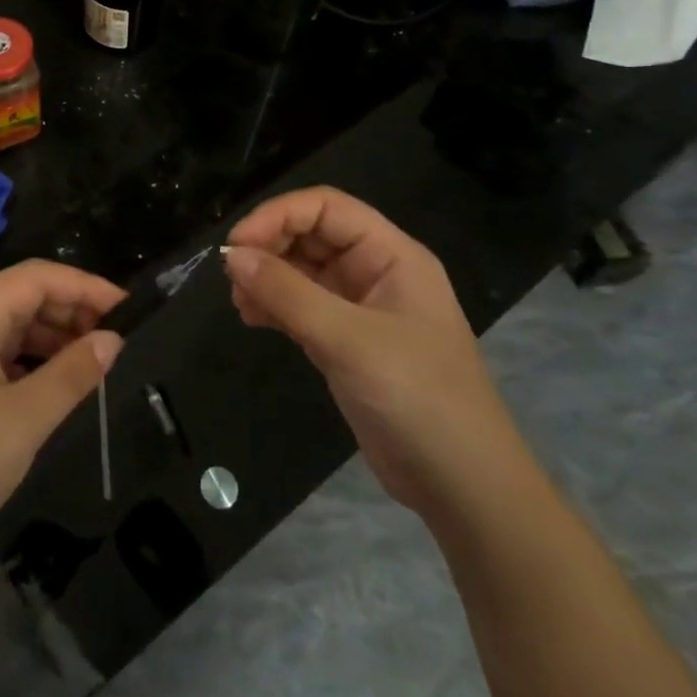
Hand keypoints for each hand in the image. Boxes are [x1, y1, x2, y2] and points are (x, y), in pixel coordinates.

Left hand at [0, 261, 124, 580]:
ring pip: (13, 328)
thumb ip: (71, 374)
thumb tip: (113, 338)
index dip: (82, 284)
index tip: (128, 307)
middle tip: (119, 337)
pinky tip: (62, 382)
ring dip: (55, 336)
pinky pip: (2, 357)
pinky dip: (35, 361)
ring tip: (100, 358)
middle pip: (22, 297)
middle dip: (71, 309)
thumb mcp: (23, 420)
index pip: (34, 277)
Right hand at [224, 187, 531, 518]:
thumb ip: (287, 293)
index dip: (278, 214)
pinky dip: (274, 307)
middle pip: (312, 235)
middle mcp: (376, 273)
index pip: (326, 208)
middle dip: (270, 247)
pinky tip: (251, 318)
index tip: (238, 243)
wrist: (464, 488)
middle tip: (232, 275)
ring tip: (238, 301)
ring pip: (303, 271)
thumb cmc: (417, 398)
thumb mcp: (348, 339)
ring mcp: (361, 309)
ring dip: (267, 278)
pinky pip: (301, 307)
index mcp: (392, 255)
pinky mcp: (346, 343)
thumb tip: (232, 255)